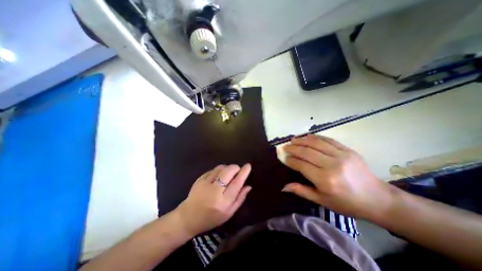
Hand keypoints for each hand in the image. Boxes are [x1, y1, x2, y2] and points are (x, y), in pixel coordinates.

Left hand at [176, 163, 252, 234]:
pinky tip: (219, 176)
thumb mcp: (229, 213)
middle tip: (237, 170)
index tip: (248, 166)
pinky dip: (219, 170)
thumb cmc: (211, 218)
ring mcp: (205, 183)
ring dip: (227, 168)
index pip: (236, 183)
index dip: (243, 173)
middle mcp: (214, 191)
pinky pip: (213, 169)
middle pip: (228, 172)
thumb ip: (240, 198)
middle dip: (235, 168)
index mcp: (223, 202)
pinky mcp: (200, 179)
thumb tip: (249, 186)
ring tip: (228, 174)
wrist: (188, 217)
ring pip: (220, 168)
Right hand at [283, 135, 390, 218]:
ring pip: (316, 143)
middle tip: (285, 146)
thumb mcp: (322, 201)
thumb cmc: (346, 203)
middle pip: (306, 151)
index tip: (284, 157)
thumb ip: (301, 191)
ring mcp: (341, 155)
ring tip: (293, 139)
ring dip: (302, 140)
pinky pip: (328, 140)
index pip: (301, 165)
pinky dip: (316, 137)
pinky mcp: (348, 150)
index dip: (290, 160)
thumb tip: (284, 186)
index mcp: (325, 180)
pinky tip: (308, 137)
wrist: (377, 199)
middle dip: (293, 148)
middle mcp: (331, 165)